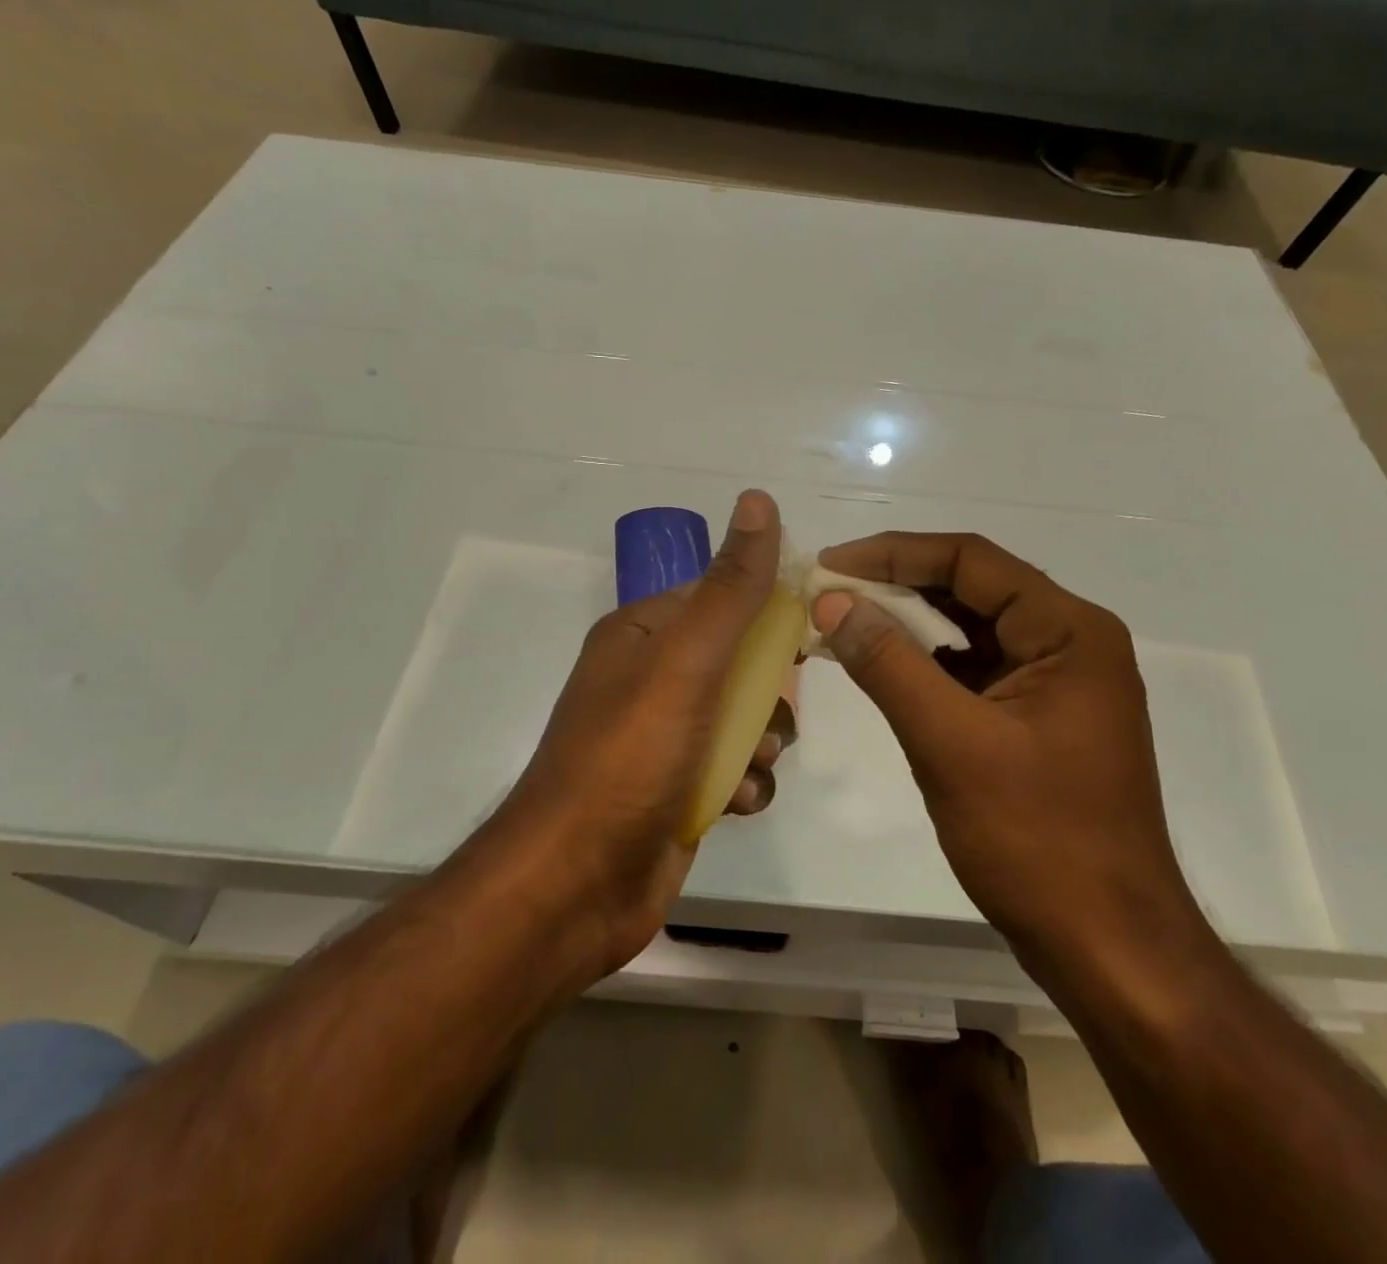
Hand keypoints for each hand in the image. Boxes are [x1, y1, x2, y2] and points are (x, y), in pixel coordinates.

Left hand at [485, 490, 784, 988]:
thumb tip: (759, 500)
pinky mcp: (677, 790)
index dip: (767, 608)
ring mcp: (663, 738)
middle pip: (739, 660)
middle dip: (769, 689)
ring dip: (763, 740)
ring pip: (743, 718)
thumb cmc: (630, 757)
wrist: (575, 886)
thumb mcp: (688, 662)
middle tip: (775, 712)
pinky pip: (733, 770)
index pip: (718, 595)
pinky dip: (745, 784)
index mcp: (642, 635)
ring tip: (751, 764)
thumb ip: (731, 588)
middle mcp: (650, 679)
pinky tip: (736, 803)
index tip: (811, 629)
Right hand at [811, 532, 1198, 954]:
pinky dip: (924, 663)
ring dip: (906, 624)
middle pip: (971, 589)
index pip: (971, 560)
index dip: (893, 553)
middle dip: (895, 586)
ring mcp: (1055, 682)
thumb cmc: (1037, 840)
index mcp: (1069, 631)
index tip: (829, 565)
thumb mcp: (951, 743)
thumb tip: (832, 601)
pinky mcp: (1036, 717)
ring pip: (969, 629)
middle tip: (826, 593)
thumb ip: (888, 663)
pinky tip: (879, 665)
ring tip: (840, 622)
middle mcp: (1069, 642)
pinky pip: (973, 669)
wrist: (1107, 947)